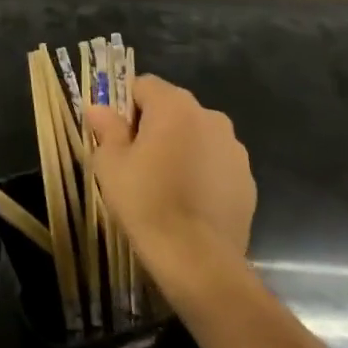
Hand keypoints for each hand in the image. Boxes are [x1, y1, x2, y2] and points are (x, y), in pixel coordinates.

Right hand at [86, 75, 256, 311]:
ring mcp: (234, 149)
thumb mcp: (111, 163)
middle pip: (172, 108)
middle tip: (136, 161)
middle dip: (154, 127)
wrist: (198, 261)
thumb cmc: (147, 201)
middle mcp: (210, 116)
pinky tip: (189, 202)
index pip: (143, 85)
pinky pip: (216, 163)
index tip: (116, 136)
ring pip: (196, 136)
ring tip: (165, 184)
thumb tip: (98, 108)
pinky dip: (202, 173)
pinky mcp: (248, 180)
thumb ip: (106, 128)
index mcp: (175, 105)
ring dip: (181, 148)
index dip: (125, 106)